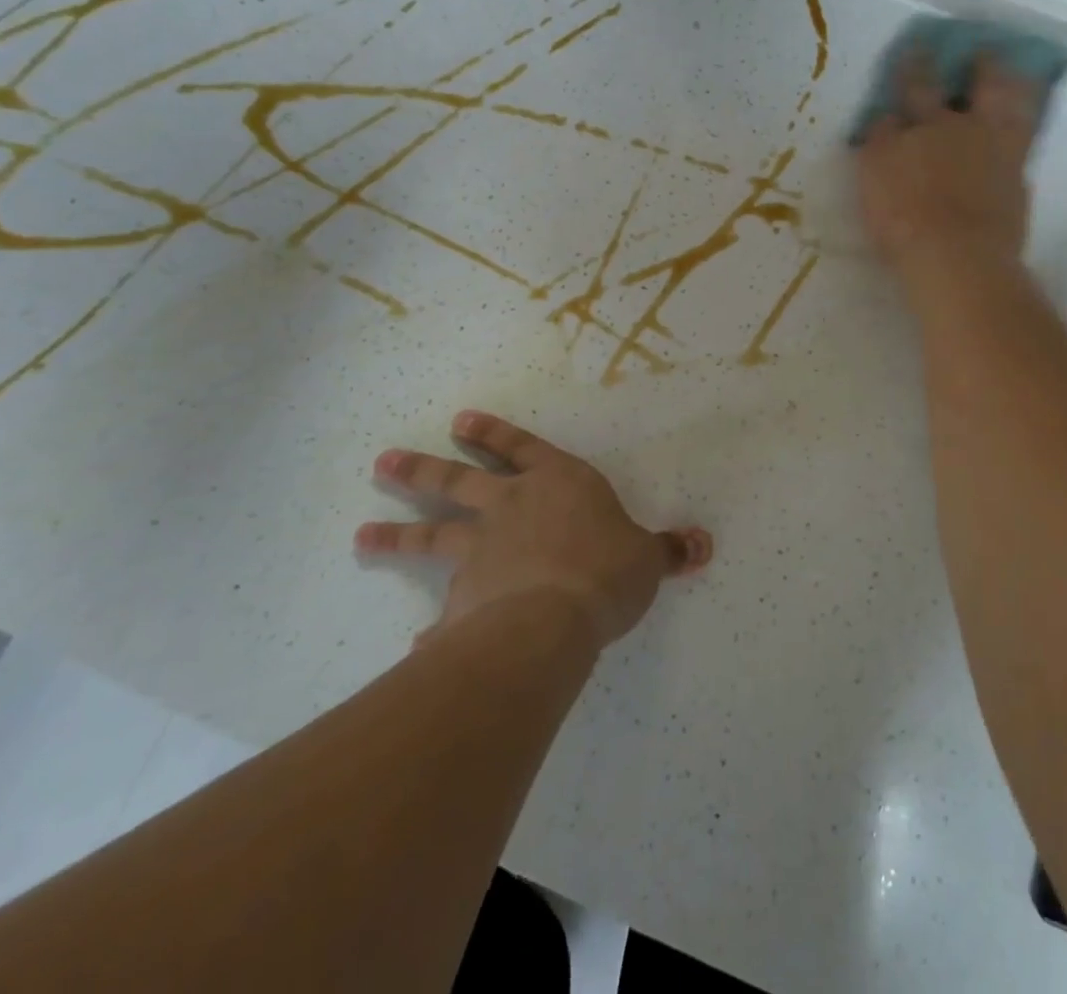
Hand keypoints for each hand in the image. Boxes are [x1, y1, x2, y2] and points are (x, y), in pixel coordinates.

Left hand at [356, 410, 712, 650]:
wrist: (554, 617)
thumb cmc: (606, 570)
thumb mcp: (647, 558)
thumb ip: (668, 550)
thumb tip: (704, 545)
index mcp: (557, 484)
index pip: (522, 448)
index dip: (493, 433)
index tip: (459, 420)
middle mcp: (510, 508)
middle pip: (457, 482)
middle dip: (421, 471)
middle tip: (383, 463)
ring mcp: (480, 550)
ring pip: (431, 536)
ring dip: (397, 535)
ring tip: (361, 536)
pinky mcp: (463, 598)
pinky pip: (443, 614)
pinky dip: (431, 630)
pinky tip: (415, 646)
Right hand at [855, 51, 1041, 275]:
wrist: (957, 257)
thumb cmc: (903, 219)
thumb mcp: (873, 177)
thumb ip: (880, 143)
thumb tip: (886, 119)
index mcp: (925, 125)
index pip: (916, 87)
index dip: (913, 67)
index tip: (915, 48)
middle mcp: (965, 129)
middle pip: (978, 87)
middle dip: (978, 66)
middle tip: (982, 50)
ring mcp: (999, 154)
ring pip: (1010, 109)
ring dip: (1011, 90)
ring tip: (1012, 77)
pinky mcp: (1018, 183)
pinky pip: (1022, 146)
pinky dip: (1020, 133)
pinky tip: (1019, 132)